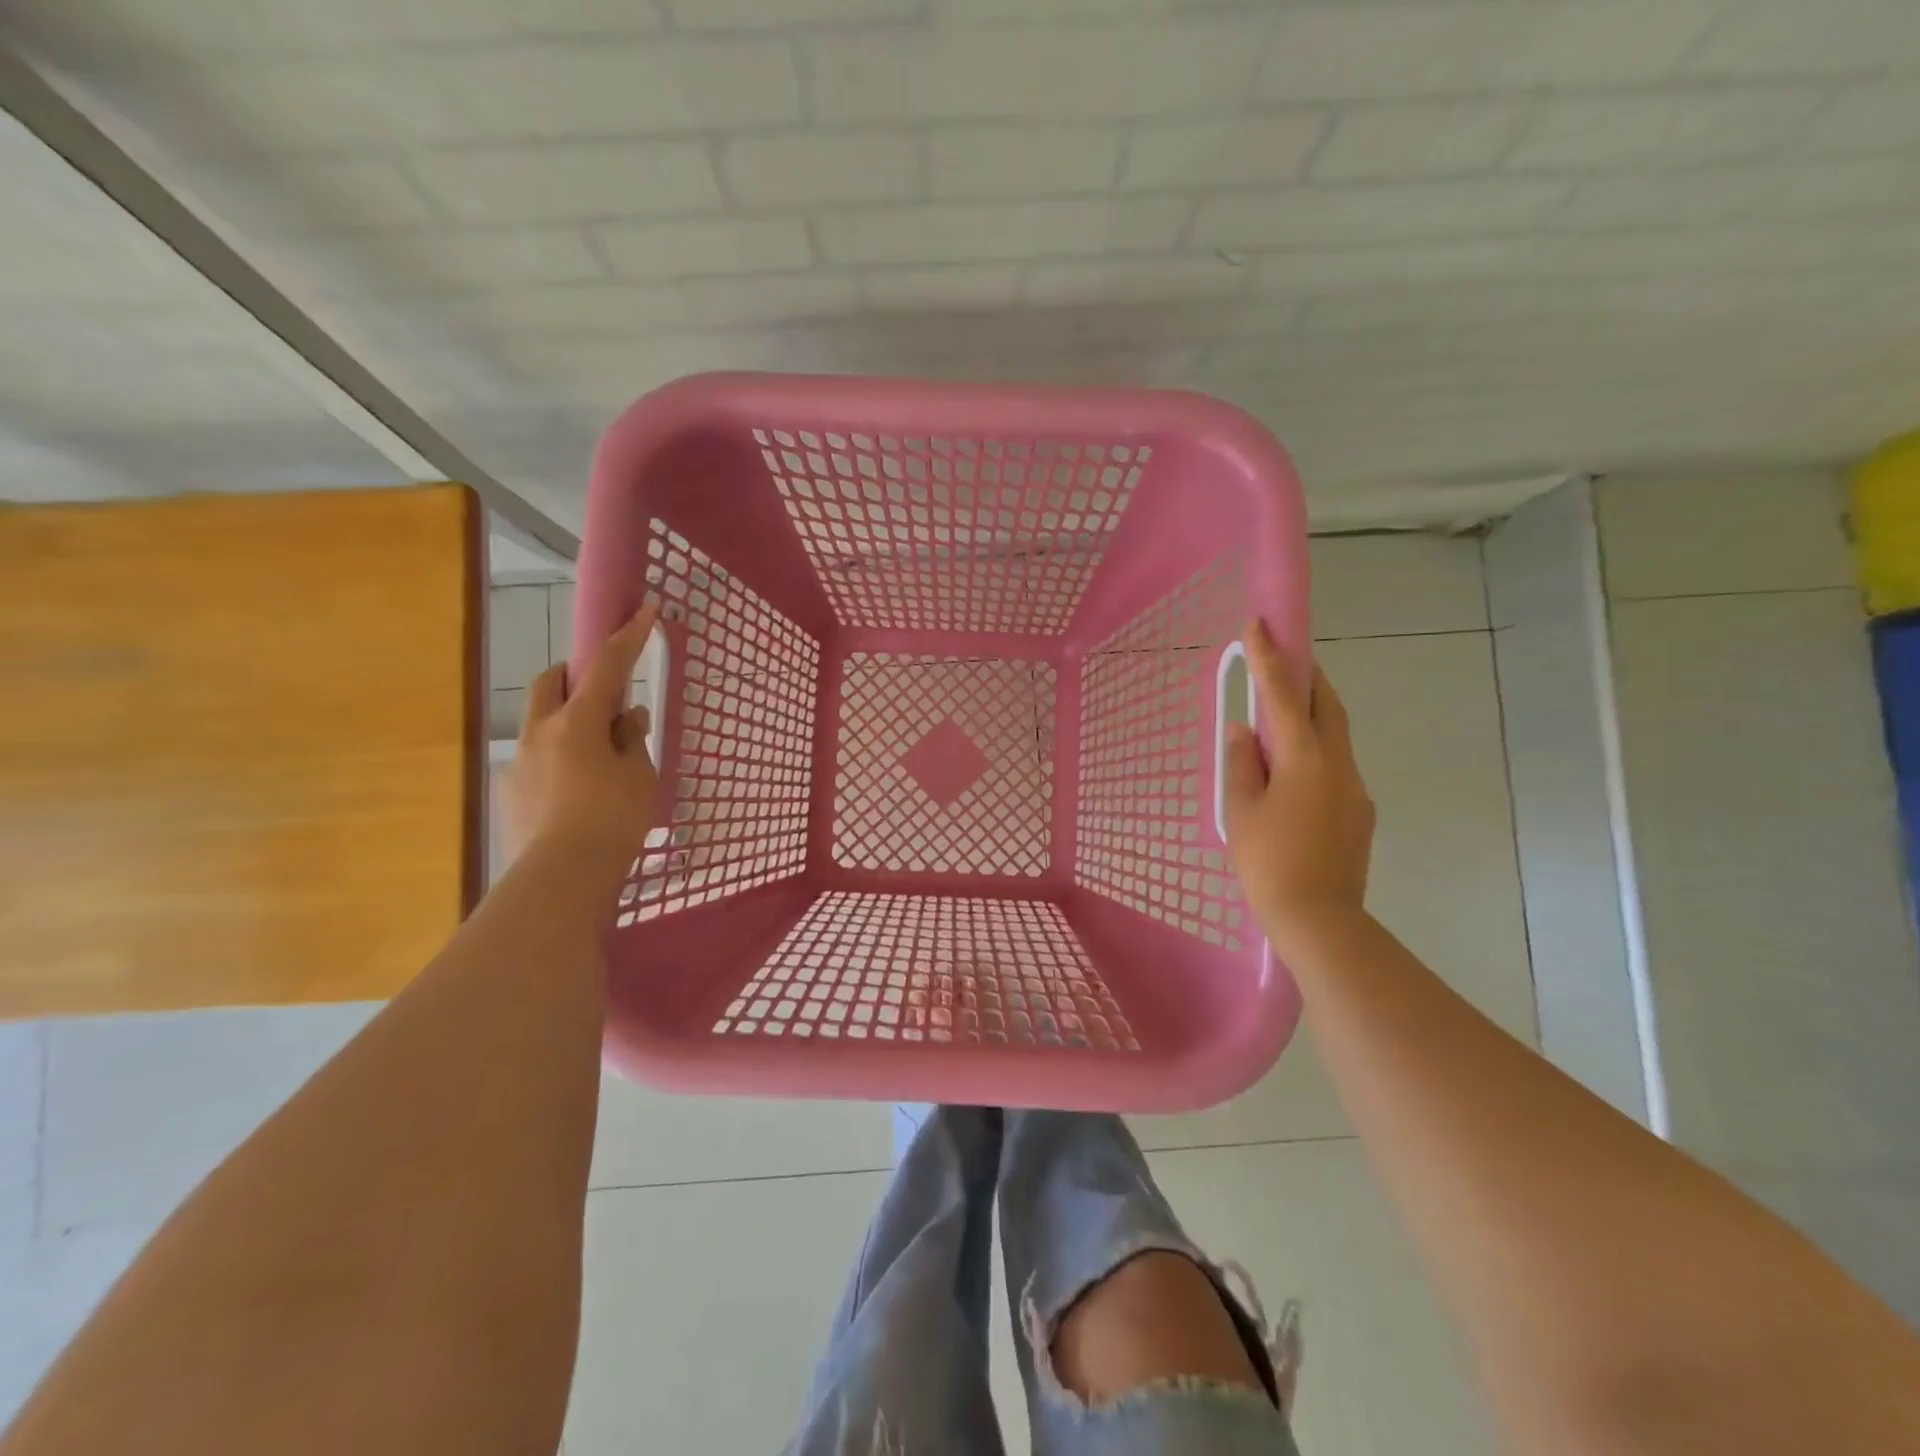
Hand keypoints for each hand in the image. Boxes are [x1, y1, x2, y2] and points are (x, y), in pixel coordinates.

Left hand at [506, 601, 661, 874]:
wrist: (561, 878)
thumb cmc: (612, 820)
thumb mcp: (639, 776)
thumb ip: (632, 740)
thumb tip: (626, 718)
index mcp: (578, 722)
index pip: (607, 666)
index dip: (628, 636)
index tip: (644, 609)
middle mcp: (541, 732)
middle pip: (552, 681)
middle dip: (577, 675)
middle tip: (607, 696)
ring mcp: (521, 761)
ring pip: (542, 721)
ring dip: (568, 721)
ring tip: (598, 758)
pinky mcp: (512, 791)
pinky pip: (537, 757)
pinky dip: (559, 757)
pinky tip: (578, 793)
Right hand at [1221, 620, 1375, 948]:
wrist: (1320, 921)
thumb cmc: (1268, 863)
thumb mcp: (1240, 811)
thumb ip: (1241, 764)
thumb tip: (1244, 732)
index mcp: (1305, 759)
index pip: (1284, 696)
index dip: (1270, 658)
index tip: (1259, 624)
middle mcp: (1338, 765)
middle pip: (1326, 707)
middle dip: (1306, 677)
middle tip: (1283, 660)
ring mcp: (1355, 789)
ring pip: (1334, 737)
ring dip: (1311, 717)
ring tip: (1280, 722)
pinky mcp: (1359, 814)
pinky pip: (1335, 767)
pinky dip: (1315, 753)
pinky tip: (1293, 777)